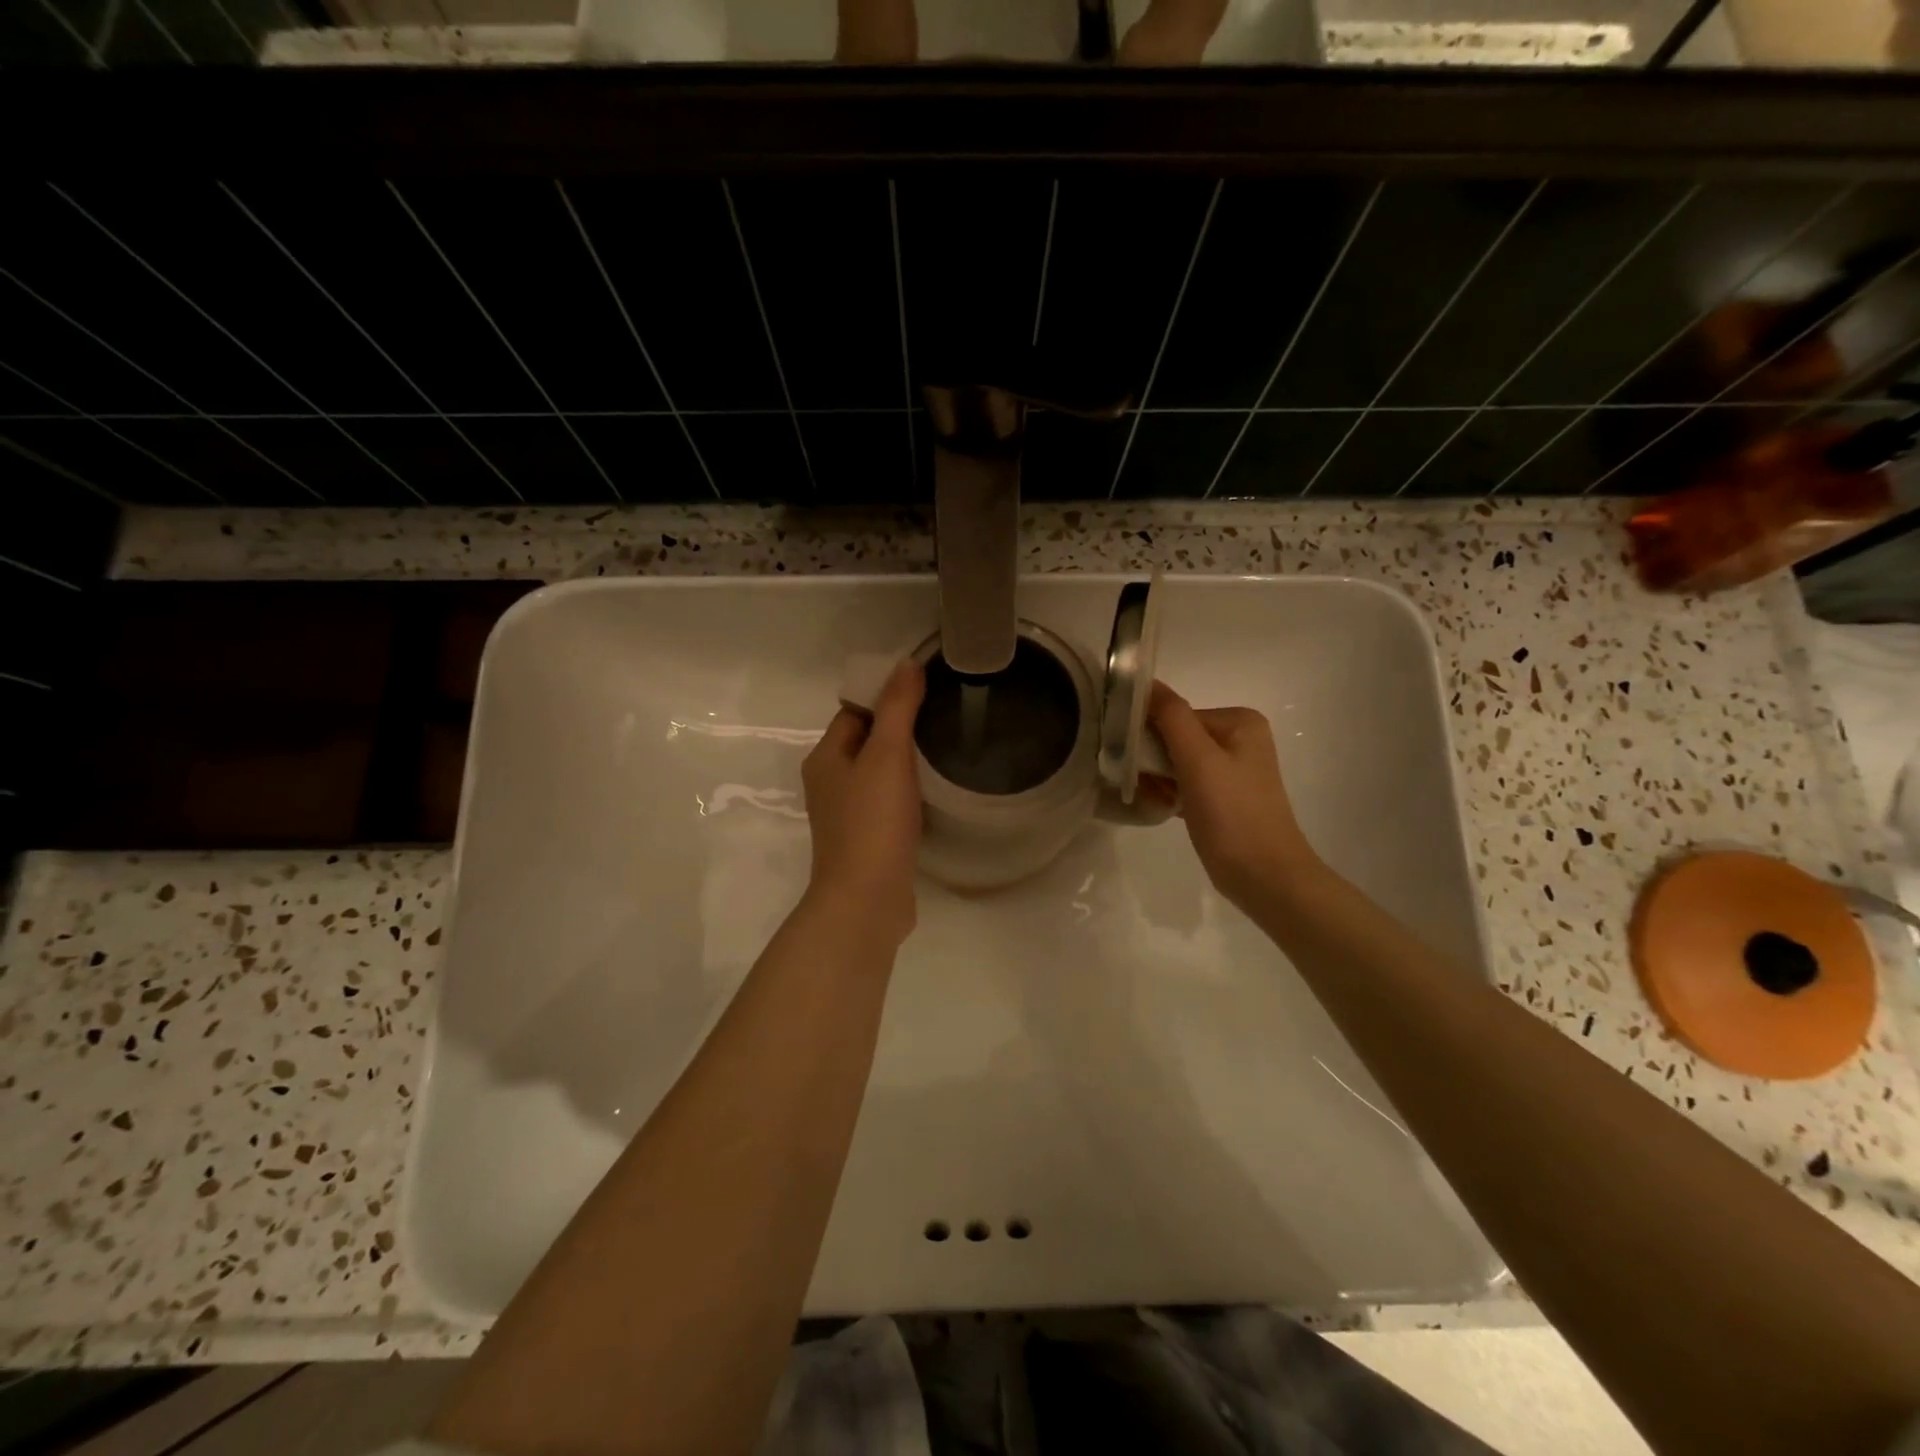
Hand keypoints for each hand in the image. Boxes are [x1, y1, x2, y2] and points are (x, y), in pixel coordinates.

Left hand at [801, 659, 925, 946]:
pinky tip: (934, 792)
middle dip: (899, 728)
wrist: (867, 900)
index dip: (885, 697)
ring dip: (905, 762)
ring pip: (878, 774)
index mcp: (825, 758)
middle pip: (866, 742)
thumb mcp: (887, 755)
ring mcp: (847, 815)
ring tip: (945, 748)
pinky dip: (907, 792)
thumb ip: (897, 707)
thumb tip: (906, 663)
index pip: (854, 712)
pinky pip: (887, 803)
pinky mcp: (868, 840)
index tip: (925, 690)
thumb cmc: (872, 822)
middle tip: (943, 715)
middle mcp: (829, 784)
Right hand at [1148, 681, 1318, 909]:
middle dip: (1153, 760)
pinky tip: (1164, 808)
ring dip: (1158, 779)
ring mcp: (1233, 769)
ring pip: (1176, 762)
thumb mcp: (1199, 760)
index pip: (1176, 715)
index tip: (1131, 759)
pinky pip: (1185, 783)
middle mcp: (1239, 738)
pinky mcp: (1224, 797)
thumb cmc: (1232, 814)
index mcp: (1239, 721)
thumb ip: (1171, 717)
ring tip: (1156, 800)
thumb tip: (1145, 682)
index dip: (1150, 735)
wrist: (1265, 877)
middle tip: (1143, 784)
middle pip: (1175, 737)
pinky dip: (1170, 793)